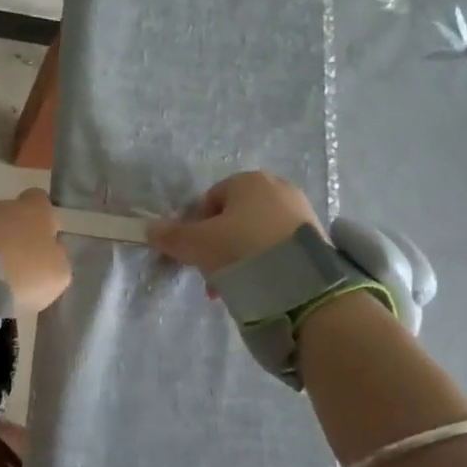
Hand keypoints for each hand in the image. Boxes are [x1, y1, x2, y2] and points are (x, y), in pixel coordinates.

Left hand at [0, 188, 71, 313]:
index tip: (48, 239)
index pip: (41, 200)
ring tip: (8, 278)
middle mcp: (7, 206)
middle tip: (28, 262)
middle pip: (17, 216)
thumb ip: (58, 258)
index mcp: (36, 208)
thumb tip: (51, 254)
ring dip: (2, 250)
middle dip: (21, 234)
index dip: (46, 218)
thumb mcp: (60, 272)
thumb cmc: (28, 269)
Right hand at [147, 171, 322, 274]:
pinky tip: (262, 286)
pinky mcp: (317, 237)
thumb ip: (171, 236)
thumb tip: (150, 229)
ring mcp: (301, 211)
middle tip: (214, 275)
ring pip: (257, 235)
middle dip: (221, 247)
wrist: (301, 283)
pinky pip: (280, 247)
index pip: (210, 200)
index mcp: (248, 180)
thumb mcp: (196, 244)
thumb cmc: (241, 250)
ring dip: (242, 258)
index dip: (198, 228)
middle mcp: (277, 187)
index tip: (197, 255)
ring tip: (237, 287)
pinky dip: (268, 263)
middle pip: (235, 218)